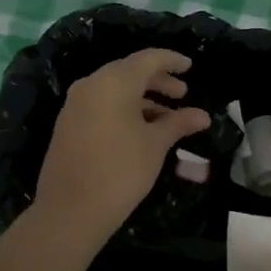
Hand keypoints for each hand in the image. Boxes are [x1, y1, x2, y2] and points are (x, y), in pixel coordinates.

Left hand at [33, 49, 209, 244]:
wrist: (70, 211)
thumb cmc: (121, 171)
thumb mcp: (156, 145)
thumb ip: (179, 123)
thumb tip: (202, 116)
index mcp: (113, 82)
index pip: (148, 59)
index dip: (171, 60)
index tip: (190, 66)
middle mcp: (91, 85)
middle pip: (129, 72)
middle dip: (158, 81)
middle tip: (182, 94)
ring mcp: (75, 105)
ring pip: (115, 90)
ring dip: (143, 98)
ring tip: (167, 118)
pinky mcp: (68, 124)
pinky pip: (102, 105)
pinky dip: (124, 109)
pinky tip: (142, 130)